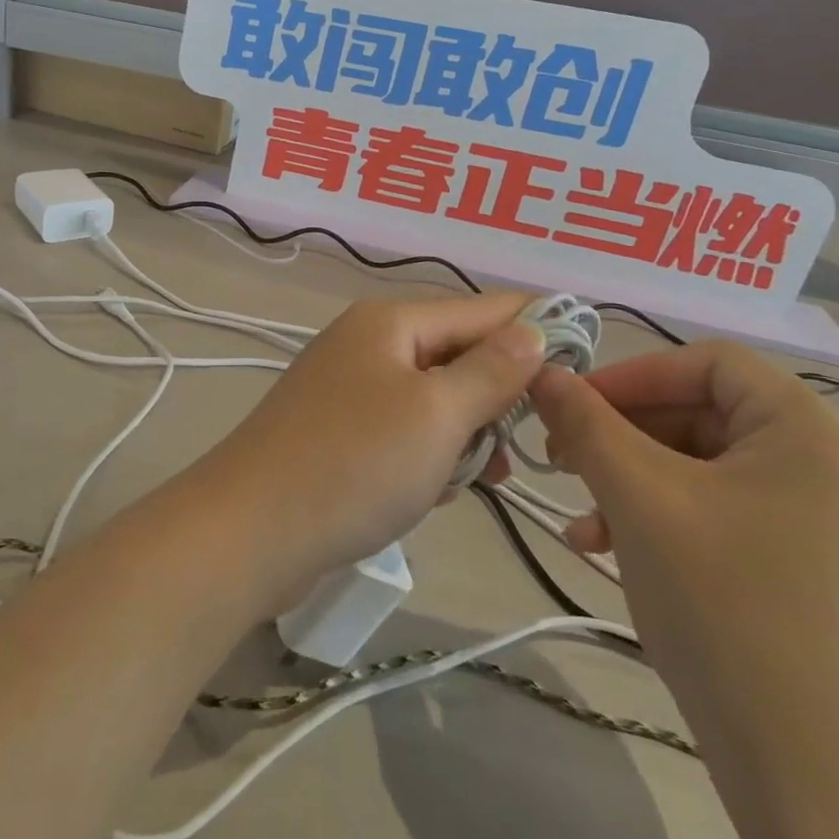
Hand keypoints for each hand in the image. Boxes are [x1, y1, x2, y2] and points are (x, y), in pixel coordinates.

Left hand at [193, 294, 546, 609]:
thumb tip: (531, 329)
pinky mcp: (337, 430)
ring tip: (485, 476)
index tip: (586, 360)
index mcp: (390, 322)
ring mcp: (348, 386)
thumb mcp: (437, 414)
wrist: (252, 528)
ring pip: (433, 397)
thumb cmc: (355, 462)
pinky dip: (429, 454)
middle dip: (496, 395)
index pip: (480, 309)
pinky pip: (404, 429)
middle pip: (456, 352)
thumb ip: (490, 370)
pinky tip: (438, 491)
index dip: (535, 328)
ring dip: (464, 433)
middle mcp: (368, 342)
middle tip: (528, 444)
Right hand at [529, 344, 838, 838]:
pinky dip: (669, 519)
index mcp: (816, 433)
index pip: (708, 363)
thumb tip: (543, 372)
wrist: (824, 789)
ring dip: (635, 482)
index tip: (570, 407)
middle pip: (706, 415)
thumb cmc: (728, 611)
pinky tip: (616, 551)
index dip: (631, 375)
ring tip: (584, 523)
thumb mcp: (640, 499)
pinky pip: (731, 514)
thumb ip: (586, 423)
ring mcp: (837, 524)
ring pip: (709, 468)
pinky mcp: (823, 571)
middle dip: (624, 436)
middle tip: (562, 463)